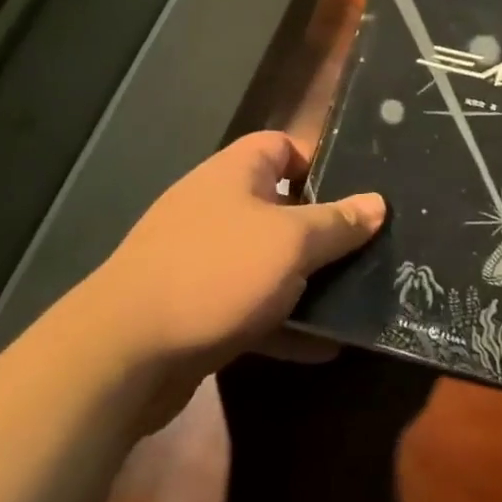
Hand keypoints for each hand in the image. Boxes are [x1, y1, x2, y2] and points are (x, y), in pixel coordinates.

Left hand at [94, 132, 383, 372]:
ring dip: (306, 280)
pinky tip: (322, 347)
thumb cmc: (217, 272)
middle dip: (322, 230)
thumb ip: (338, 224)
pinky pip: (251, 305)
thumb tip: (378, 203)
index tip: (357, 194)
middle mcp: (218, 207)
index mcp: (236, 173)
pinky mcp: (196, 307)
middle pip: (281, 207)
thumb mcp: (291, 244)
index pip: (283, 147)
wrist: (123, 355)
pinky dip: (283, 321)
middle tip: (367, 249)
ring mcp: (204, 258)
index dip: (320, 164)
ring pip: (268, 260)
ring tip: (355, 298)